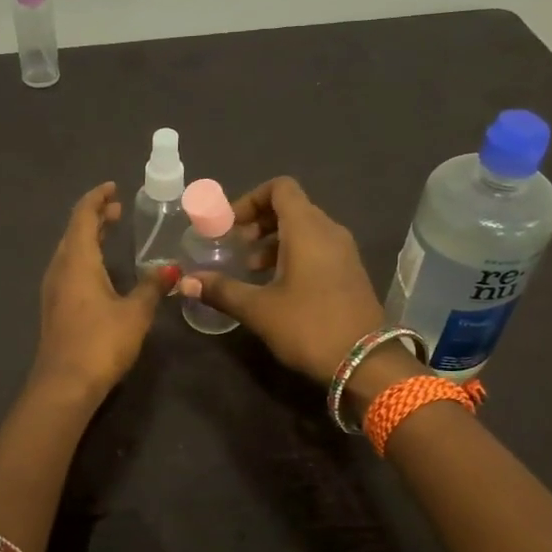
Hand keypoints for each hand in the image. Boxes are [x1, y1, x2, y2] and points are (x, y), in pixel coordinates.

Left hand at [33, 183, 176, 398]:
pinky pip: (68, 269)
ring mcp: (53, 289)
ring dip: (89, 238)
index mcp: (77, 260)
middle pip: (74, 232)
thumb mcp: (135, 312)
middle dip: (94, 217)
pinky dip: (85, 257)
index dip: (97, 199)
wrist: (65, 384)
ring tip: (110, 232)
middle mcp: (60, 268)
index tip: (113, 188)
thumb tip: (172, 269)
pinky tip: (100, 270)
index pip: (83, 217)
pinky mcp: (55, 308)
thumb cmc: (101, 342)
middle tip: (117, 209)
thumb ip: (152, 287)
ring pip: (69, 251)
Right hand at [193, 177, 386, 383]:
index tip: (230, 225)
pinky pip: (317, 248)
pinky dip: (293, 255)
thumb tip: (185, 281)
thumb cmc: (309, 327)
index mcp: (307, 229)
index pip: (280, 188)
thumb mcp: (259, 309)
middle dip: (259, 222)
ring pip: (305, 229)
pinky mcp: (349, 272)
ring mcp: (344, 252)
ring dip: (274, 241)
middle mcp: (329, 231)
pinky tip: (276, 286)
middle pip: (291, 207)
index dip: (250, 199)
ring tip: (251, 268)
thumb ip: (221, 290)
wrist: (366, 363)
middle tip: (236, 246)